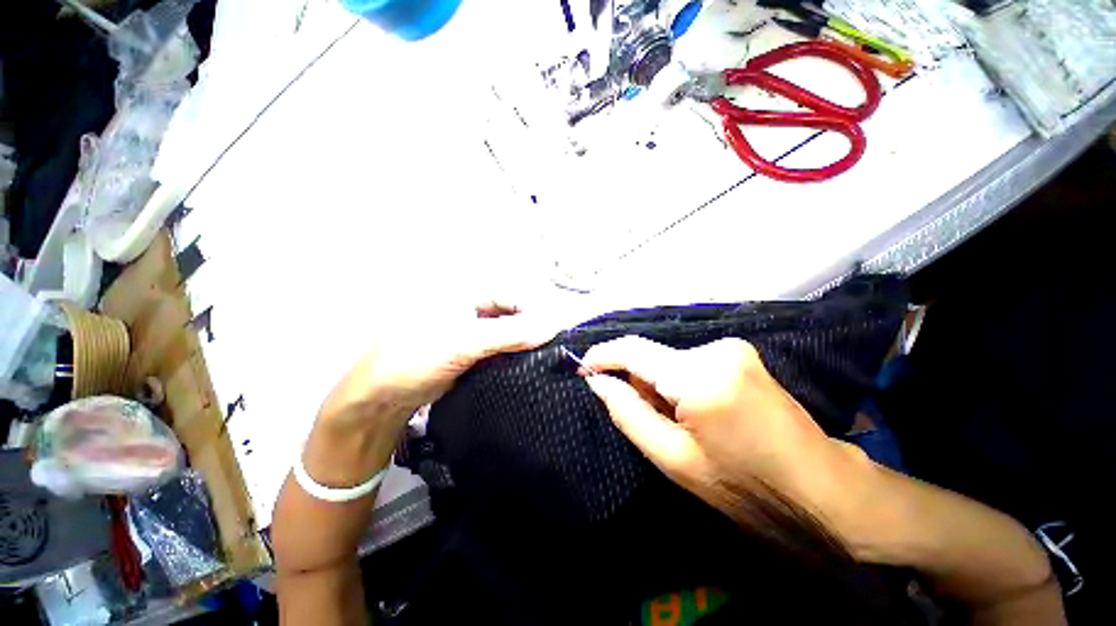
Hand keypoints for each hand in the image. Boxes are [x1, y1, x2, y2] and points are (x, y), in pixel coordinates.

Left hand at [318, 302, 559, 433]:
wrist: (382, 398)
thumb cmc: (416, 357)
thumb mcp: (464, 342)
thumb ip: (509, 334)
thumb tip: (551, 328)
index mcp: (467, 295)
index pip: (514, 296)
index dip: (536, 312)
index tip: (556, 332)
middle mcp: (473, 310)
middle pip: (514, 315)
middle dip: (533, 329)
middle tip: (553, 348)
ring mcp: (473, 333)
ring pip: (509, 334)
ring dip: (525, 345)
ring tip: (545, 358)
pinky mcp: (473, 354)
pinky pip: (501, 351)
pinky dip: (515, 357)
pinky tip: (527, 367)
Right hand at [581, 335, 869, 532]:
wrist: (821, 488)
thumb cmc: (745, 486)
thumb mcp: (673, 458)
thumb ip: (628, 413)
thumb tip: (598, 382)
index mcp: (700, 377)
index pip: (634, 350)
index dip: (603, 357)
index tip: (583, 370)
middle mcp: (716, 350)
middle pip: (652, 355)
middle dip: (638, 381)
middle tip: (649, 418)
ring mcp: (732, 347)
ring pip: (669, 359)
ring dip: (660, 384)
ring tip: (679, 421)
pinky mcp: (740, 352)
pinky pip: (689, 361)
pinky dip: (680, 381)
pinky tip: (697, 409)